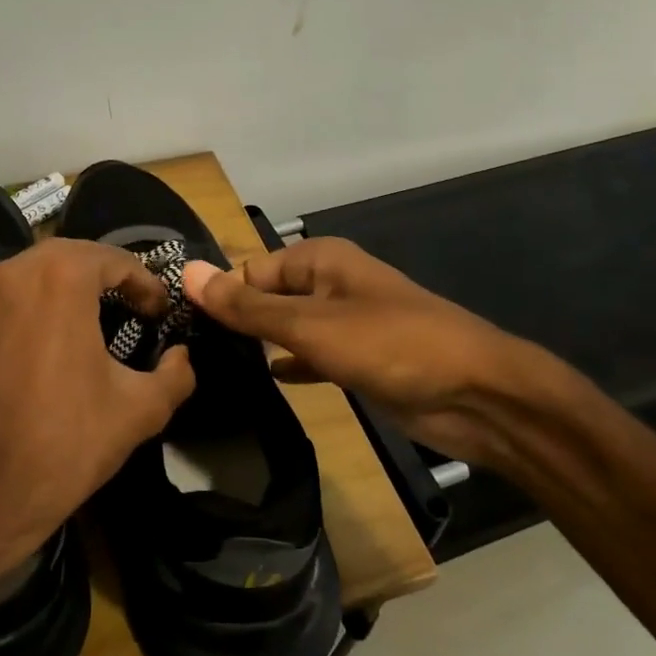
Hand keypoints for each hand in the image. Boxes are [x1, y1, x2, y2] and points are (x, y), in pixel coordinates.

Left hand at [0, 238, 195, 589]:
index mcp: (60, 279)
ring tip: (92, 314)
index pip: (113, 260)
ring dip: (65, 284)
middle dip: (106, 274)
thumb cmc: (68, 442)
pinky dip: (30, 304)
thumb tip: (181, 356)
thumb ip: (176, 373)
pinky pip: (4, 298)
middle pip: (70, 256)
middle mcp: (14, 273)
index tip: (159, 312)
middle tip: (132, 303)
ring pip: (32, 272)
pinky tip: (44, 337)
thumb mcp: (141, 409)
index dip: (144, 282)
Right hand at [184, 238, 561, 471]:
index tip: (178, 330)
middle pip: (266, 297)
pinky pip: (309, 356)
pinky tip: (264, 382)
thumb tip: (187, 273)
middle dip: (235, 321)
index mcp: (319, 260)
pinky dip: (289, 366)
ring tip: (211, 370)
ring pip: (286, 328)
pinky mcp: (357, 360)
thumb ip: (247, 306)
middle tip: (186, 356)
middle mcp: (329, 284)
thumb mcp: (310, 324)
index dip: (217, 296)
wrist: (477, 396)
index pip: (249, 270)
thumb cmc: (391, 346)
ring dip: (258, 345)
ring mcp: (344, 324)